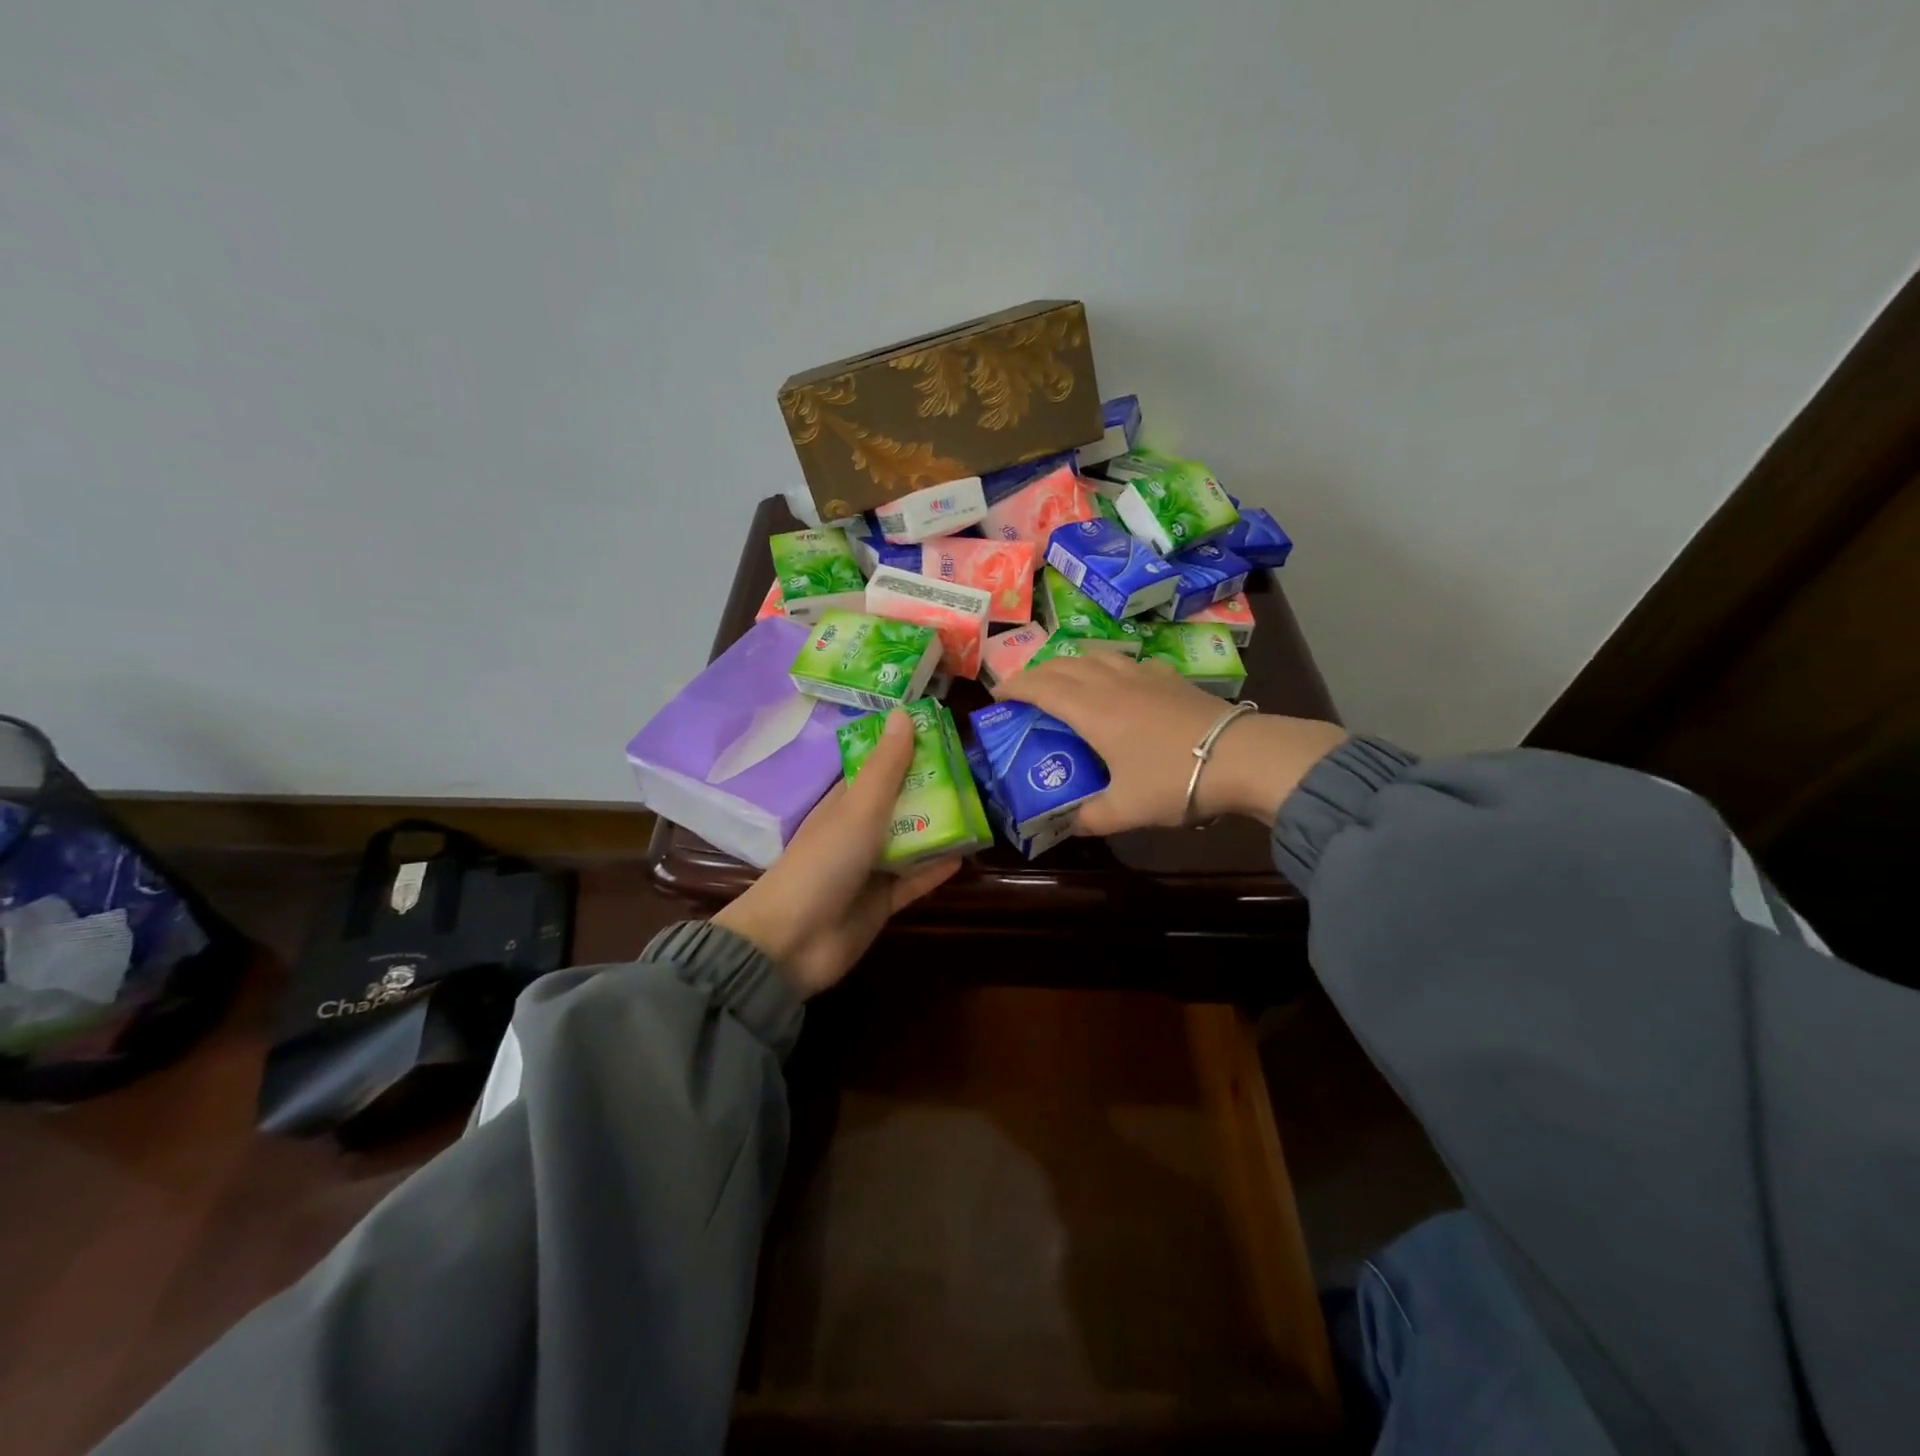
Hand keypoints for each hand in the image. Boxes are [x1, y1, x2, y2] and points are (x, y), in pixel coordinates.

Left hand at [713, 710, 959, 996]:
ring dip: (941, 829)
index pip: (880, 769)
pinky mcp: (882, 902)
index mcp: (845, 803)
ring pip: (912, 841)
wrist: (793, 941)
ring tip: (981, 810)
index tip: (946, 734)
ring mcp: (870, 869)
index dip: (909, 751)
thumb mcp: (858, 808)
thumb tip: (903, 712)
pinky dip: (937, 869)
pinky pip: (915, 880)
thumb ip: (885, 767)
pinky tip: (968, 856)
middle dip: (933, 790)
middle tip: (977, 773)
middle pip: (901, 804)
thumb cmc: (824, 862)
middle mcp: (858, 831)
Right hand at [994, 653, 1347, 833]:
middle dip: (1036, 674)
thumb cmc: (1174, 780)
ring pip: (1095, 655)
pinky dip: (1108, 666)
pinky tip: (1119, 683)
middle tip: (1023, 693)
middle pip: (1063, 665)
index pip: (1040, 687)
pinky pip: (1128, 661)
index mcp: (1091, 709)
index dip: (1013, 687)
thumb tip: (1070, 824)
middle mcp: (1111, 682)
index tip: (996, 696)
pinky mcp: (1170, 677)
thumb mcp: (1125, 810)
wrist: (1243, 757)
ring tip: (1065, 681)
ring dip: (1071, 663)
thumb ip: (1090, 817)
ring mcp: (1144, 674)